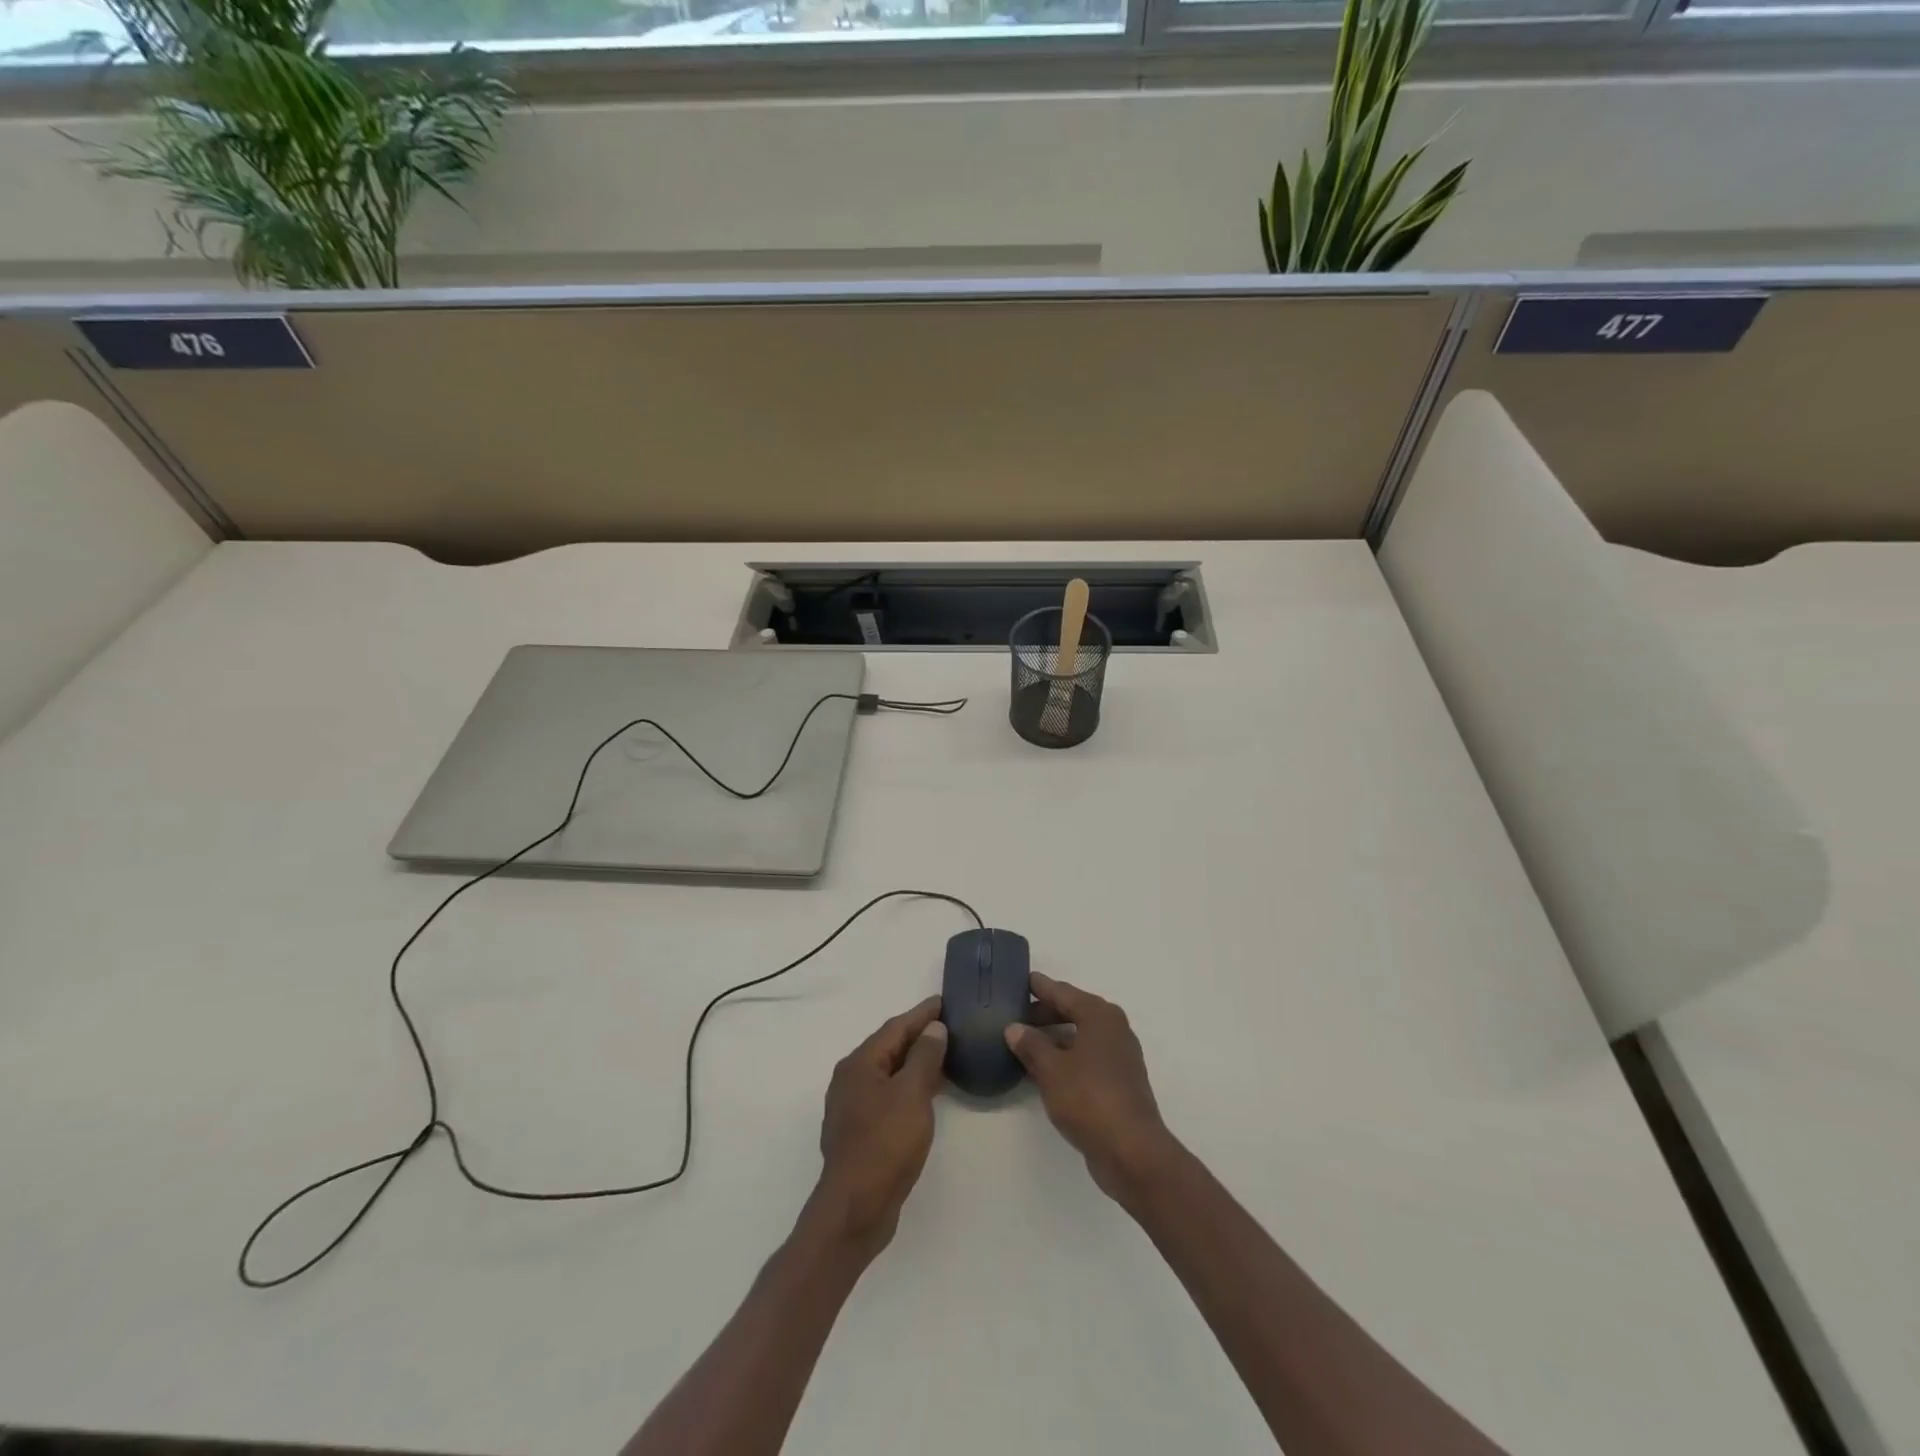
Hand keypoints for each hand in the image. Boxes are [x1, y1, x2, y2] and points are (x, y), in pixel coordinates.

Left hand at [810, 996, 947, 1253]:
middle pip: (889, 1047)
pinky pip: (888, 1094)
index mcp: (860, 1064)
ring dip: (915, 1062)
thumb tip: (933, 1028)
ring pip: (888, 1072)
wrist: (856, 1208)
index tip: (945, 1001)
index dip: (922, 1014)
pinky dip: (908, 1086)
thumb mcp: (912, 1094)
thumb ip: (925, 1056)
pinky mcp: (860, 1131)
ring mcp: (852, 1107)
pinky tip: (927, 1093)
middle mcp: (851, 1079)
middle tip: (949, 1025)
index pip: (895, 1027)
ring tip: (944, 1054)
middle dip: (918, 1035)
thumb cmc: (885, 1144)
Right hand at [1004, 973, 1174, 1202]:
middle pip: (1073, 1011)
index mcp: (1099, 1015)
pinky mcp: (1118, 1081)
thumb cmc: (1089, 1098)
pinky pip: (1085, 1058)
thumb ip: (1031, 1045)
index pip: (1063, 992)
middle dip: (1044, 1013)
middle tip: (1015, 1016)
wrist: (1131, 1150)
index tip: (1021, 979)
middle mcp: (1113, 1029)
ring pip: (1079, 1036)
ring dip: (1053, 1038)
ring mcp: (1118, 1056)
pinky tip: (1043, 1070)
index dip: (1040, 987)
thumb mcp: (1051, 1069)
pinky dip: (1065, 1058)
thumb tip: (1014, 1028)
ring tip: (1023, 1043)